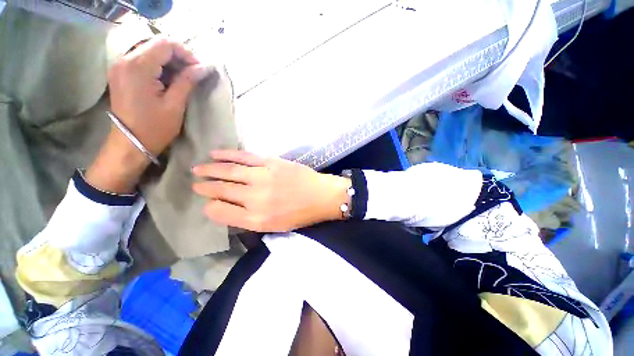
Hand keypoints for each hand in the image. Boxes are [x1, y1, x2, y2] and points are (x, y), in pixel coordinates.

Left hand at [108, 36, 210, 155]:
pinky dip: (159, 67)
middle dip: (179, 57)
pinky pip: (143, 61)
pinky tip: (168, 81)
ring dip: (170, 62)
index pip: (165, 44)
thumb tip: (204, 68)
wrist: (129, 144)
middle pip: (156, 45)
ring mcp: (120, 66)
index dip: (186, 53)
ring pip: (150, 52)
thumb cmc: (154, 128)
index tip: (199, 69)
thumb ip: (187, 81)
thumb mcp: (175, 105)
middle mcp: (125, 60)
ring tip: (183, 79)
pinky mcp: (121, 73)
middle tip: (194, 74)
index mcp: (138, 67)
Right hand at [192, 151, 351, 231]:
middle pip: (221, 190)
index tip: (208, 203)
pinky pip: (244, 157)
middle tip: (196, 184)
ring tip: (198, 169)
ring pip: (228, 171)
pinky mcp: (271, 163)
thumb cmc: (300, 214)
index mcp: (256, 219)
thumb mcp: (274, 227)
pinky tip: (215, 154)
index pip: (220, 212)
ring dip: (210, 169)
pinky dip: (227, 155)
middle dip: (205, 187)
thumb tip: (227, 207)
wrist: (321, 196)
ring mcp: (262, 177)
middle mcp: (255, 198)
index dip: (210, 207)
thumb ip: (250, 219)